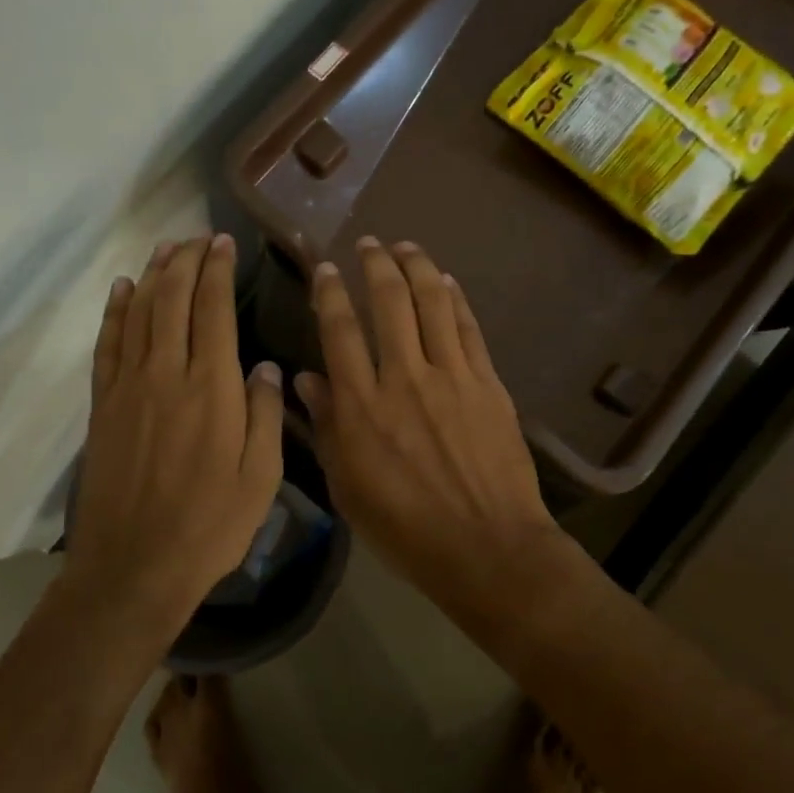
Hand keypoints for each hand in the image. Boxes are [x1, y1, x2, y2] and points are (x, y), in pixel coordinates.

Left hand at [64, 235, 285, 626]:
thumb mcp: (261, 479)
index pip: (214, 310)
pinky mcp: (102, 406)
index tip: (225, 244)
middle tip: (199, 238)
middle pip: (172, 300)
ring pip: (138, 313)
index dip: (218, 271)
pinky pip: (107, 344)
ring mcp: (128, 388)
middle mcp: (167, 374)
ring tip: (166, 249)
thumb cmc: (210, 527)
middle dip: (186, 262)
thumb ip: (265, 416)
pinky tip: (120, 289)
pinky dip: (114, 311)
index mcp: (212, 388)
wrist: (134, 566)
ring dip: (152, 276)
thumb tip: (266, 368)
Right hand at [294, 237, 566, 614]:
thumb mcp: (348, 487)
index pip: (339, 331)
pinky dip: (456, 299)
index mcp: (361, 406)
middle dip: (375, 264)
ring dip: (417, 267)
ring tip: (405, 246)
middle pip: (388, 302)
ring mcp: (451, 376)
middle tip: (368, 245)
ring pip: (432, 303)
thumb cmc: (405, 527)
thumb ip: (327, 427)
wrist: (486, 547)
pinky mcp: (488, 384)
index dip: (329, 293)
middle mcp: (404, 378)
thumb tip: (305, 379)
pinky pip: (469, 329)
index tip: (324, 269)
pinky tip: (447, 282)